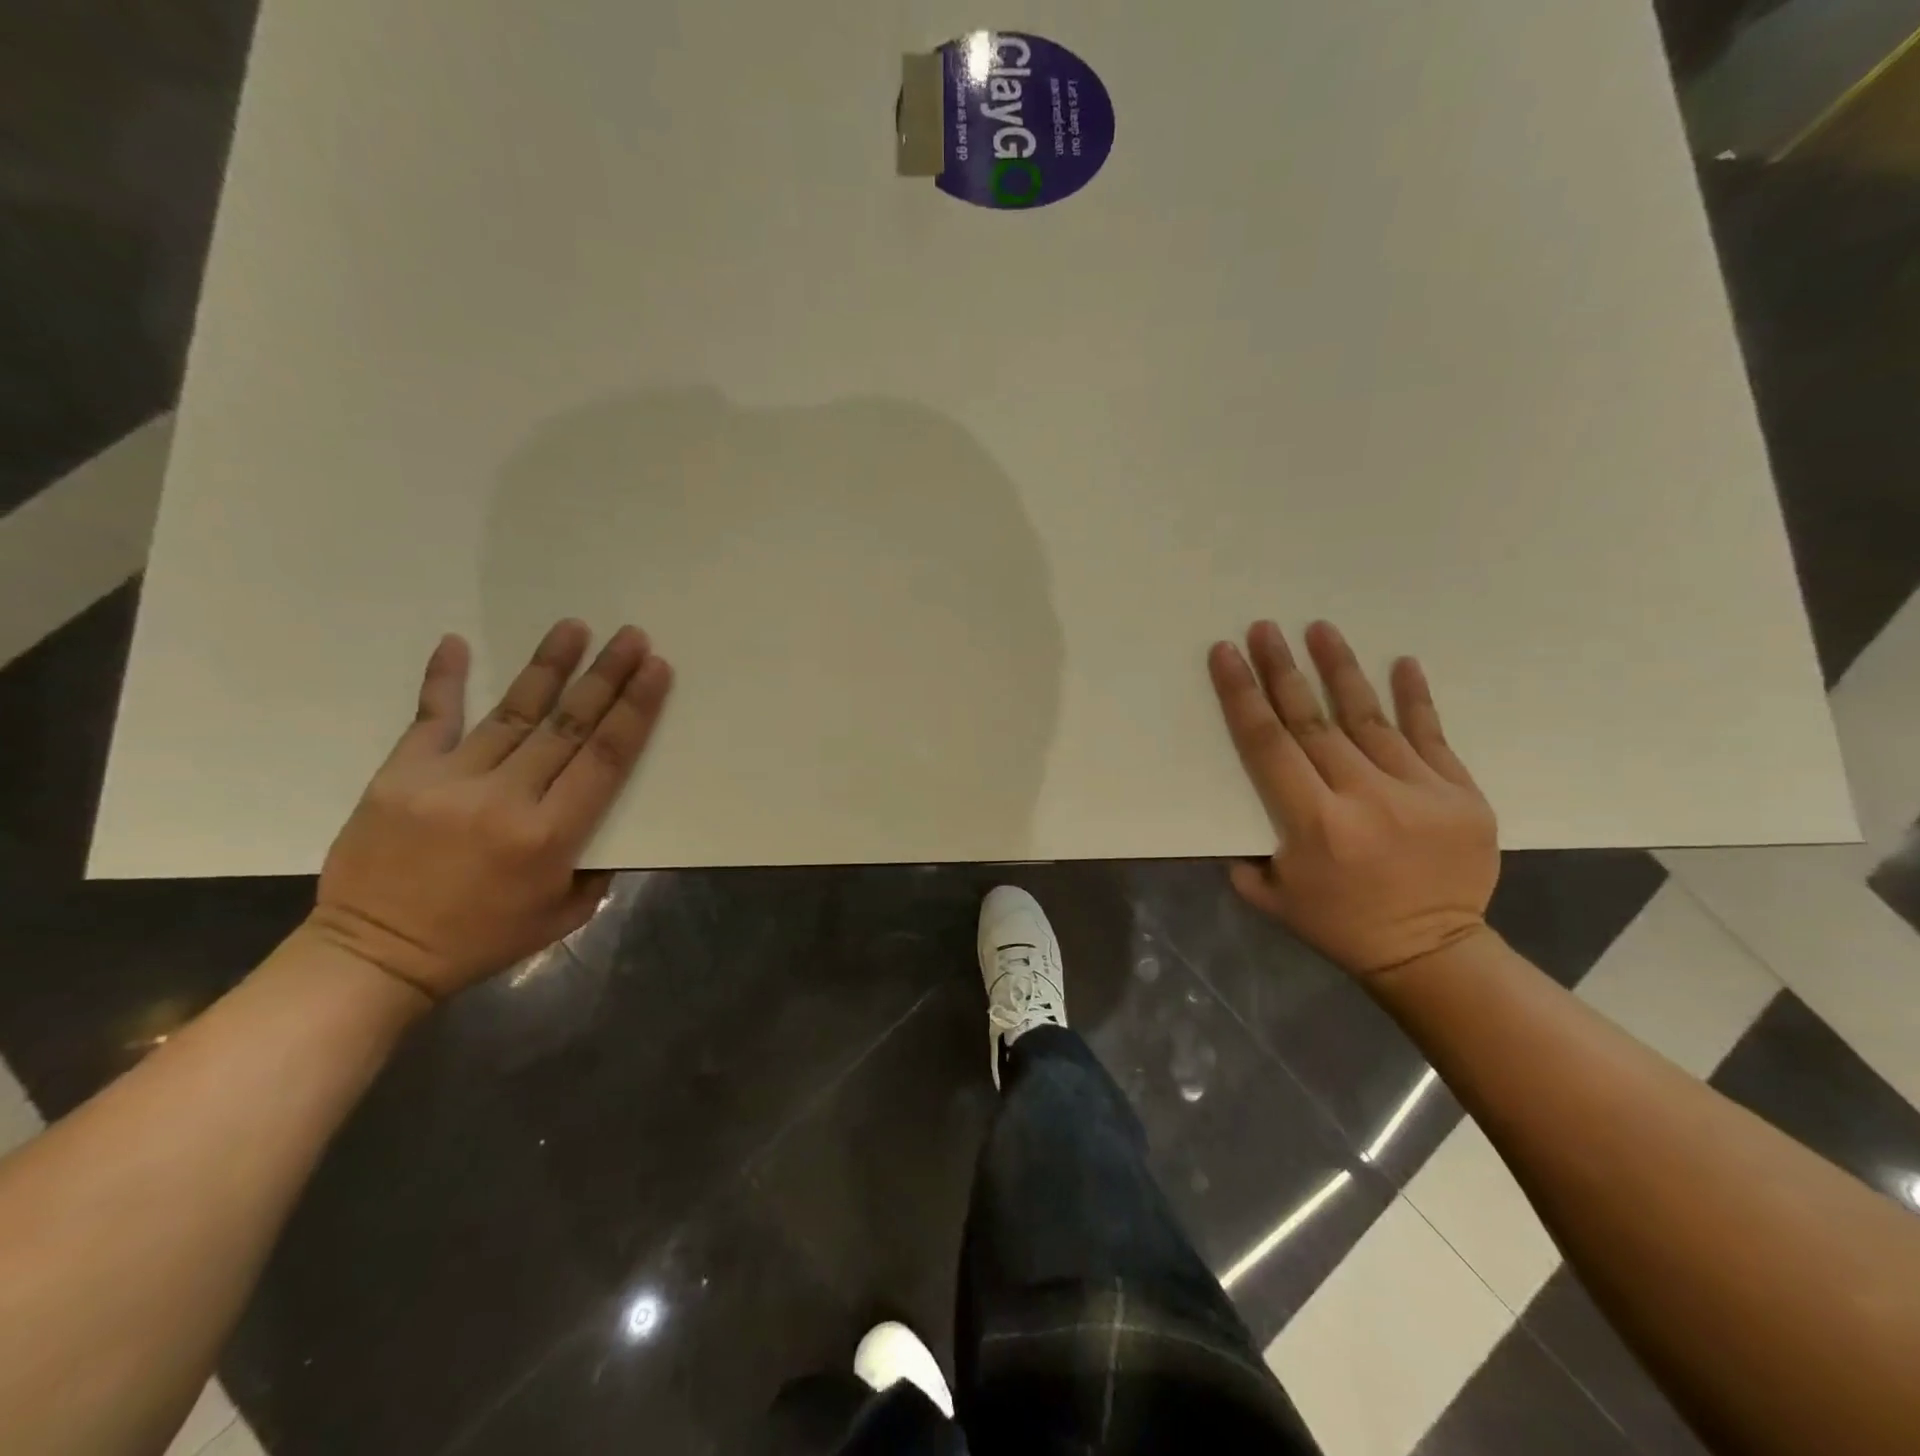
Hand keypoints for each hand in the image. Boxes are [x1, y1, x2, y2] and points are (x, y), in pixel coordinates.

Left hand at [306, 620, 673, 1000]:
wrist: (372, 956)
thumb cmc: (481, 940)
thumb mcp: (564, 915)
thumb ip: (598, 866)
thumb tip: (613, 818)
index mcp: (549, 836)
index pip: (605, 758)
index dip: (635, 710)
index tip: (656, 669)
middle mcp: (505, 799)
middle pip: (568, 725)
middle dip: (606, 676)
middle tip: (631, 636)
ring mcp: (448, 781)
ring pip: (512, 712)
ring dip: (549, 668)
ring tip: (575, 627)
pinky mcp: (401, 775)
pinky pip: (430, 717)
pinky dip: (443, 679)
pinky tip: (457, 643)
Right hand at [1208, 620, 1497, 978]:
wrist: (1434, 953)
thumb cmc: (1341, 926)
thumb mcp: (1271, 899)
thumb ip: (1244, 856)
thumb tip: (1235, 812)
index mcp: (1314, 825)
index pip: (1269, 745)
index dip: (1244, 696)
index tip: (1227, 655)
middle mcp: (1364, 798)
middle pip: (1314, 721)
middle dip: (1282, 671)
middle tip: (1264, 628)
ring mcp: (1419, 791)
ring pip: (1369, 718)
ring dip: (1340, 670)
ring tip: (1320, 629)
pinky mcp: (1460, 794)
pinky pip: (1431, 736)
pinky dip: (1415, 698)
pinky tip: (1401, 662)